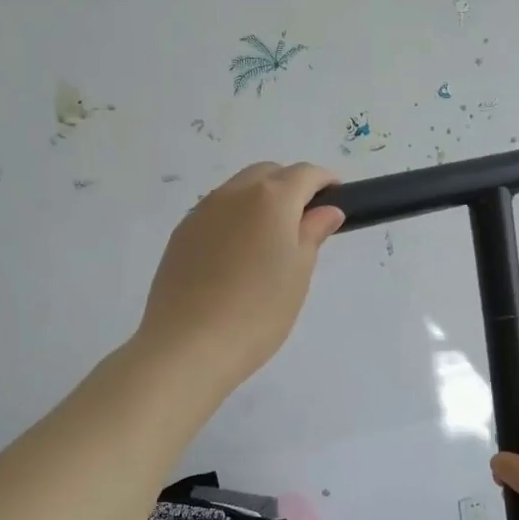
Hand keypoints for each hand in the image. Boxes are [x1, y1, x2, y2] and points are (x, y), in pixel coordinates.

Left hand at [136, 162, 345, 393]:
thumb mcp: (298, 273)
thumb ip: (312, 233)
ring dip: (261, 200)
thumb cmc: (258, 312)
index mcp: (270, 199)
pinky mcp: (182, 234)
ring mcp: (202, 211)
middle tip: (305, 220)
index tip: (337, 196)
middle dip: (291, 185)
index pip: (304, 174)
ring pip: (239, 190)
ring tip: (271, 240)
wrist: (188, 346)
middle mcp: (233, 194)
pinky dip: (236, 218)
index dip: (324, 181)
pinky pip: (216, 211)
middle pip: (268, 173)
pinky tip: (238, 255)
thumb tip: (325, 211)